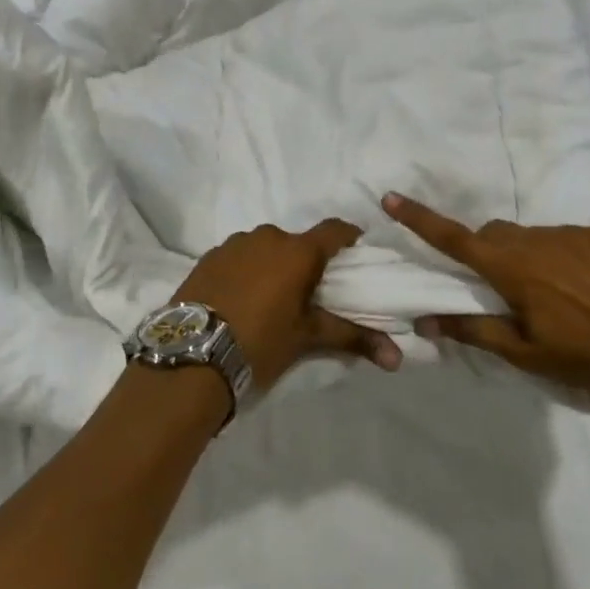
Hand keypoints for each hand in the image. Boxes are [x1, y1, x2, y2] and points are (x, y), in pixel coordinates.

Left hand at [172, 219, 402, 391]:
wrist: (191, 358)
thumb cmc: (260, 343)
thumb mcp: (307, 339)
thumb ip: (353, 338)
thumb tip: (398, 359)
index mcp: (298, 252)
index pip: (335, 230)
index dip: (348, 239)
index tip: (354, 256)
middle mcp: (267, 237)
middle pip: (298, 242)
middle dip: (306, 262)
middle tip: (307, 293)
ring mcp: (233, 244)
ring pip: (265, 248)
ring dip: (272, 265)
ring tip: (269, 299)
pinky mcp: (207, 257)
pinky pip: (237, 257)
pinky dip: (244, 271)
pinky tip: (238, 299)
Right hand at [383, 193, 589, 391]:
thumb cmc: (579, 353)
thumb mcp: (522, 352)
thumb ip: (472, 331)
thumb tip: (425, 322)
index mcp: (510, 267)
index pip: (454, 238)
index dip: (419, 219)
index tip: (391, 198)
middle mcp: (535, 240)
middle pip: (492, 234)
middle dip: (483, 251)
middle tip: (497, 287)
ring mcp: (569, 233)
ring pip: (528, 236)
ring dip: (523, 255)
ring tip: (548, 294)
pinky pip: (561, 237)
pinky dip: (556, 255)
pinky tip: (578, 286)